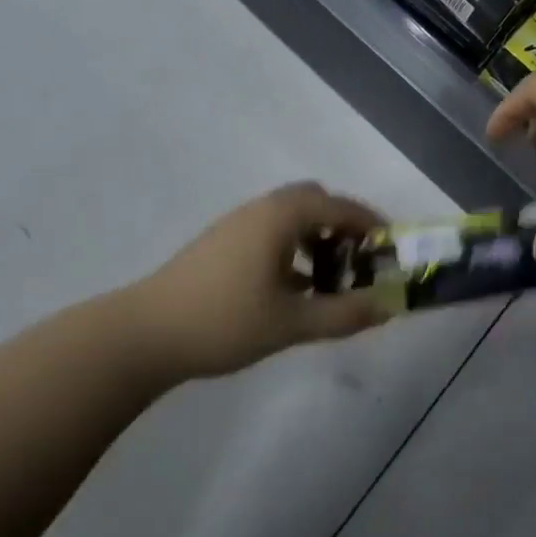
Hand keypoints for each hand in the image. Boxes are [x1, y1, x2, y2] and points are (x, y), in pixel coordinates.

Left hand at [127, 182, 388, 378]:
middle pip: (313, 202)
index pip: (338, 205)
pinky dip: (292, 250)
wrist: (144, 334)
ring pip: (290, 218)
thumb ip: (344, 313)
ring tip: (330, 280)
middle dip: (342, 226)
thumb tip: (388, 307)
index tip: (391, 246)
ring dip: (316, 239)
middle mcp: (260, 210)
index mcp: (280, 217)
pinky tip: (293, 290)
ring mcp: (236, 225)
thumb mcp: (291, 323)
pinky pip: (270, 233)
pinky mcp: (221, 245)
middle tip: (359, 260)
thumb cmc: (224, 321)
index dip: (370, 223)